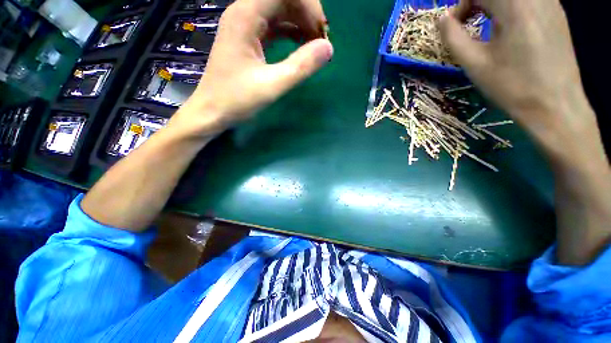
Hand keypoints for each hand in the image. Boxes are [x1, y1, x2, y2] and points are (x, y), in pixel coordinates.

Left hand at [170, 0, 333, 136]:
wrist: (212, 112)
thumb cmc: (237, 100)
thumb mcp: (272, 85)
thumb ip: (301, 66)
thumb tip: (328, 48)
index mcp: (246, 16)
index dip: (309, 6)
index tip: (322, 33)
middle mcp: (244, 13)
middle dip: (306, 15)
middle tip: (321, 42)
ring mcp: (245, 26)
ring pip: (279, 12)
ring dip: (300, 24)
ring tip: (314, 46)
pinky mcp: (247, 39)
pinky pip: (273, 27)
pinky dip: (290, 33)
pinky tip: (300, 46)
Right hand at [439, 0, 600, 160]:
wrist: (555, 105)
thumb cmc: (512, 86)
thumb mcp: (474, 63)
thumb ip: (453, 37)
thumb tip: (441, 19)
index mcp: (514, 5)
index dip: (460, 6)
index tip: (453, 27)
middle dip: (475, 4)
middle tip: (466, 25)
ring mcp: (550, 3)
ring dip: (493, 5)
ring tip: (486, 26)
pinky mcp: (557, 13)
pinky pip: (528, 0)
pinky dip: (511, 8)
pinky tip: (509, 27)